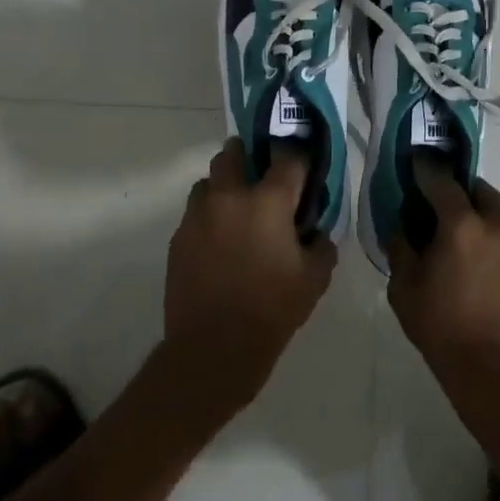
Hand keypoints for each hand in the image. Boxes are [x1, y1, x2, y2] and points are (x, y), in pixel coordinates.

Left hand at [163, 139, 337, 399]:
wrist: (214, 347)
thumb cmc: (272, 310)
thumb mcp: (314, 279)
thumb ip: (321, 246)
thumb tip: (316, 232)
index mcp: (268, 201)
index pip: (288, 157)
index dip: (298, 155)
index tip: (303, 162)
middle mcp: (229, 196)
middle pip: (233, 153)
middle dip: (247, 155)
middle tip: (260, 174)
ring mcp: (198, 215)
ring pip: (208, 181)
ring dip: (223, 186)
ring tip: (236, 210)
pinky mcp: (178, 237)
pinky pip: (195, 213)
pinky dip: (209, 216)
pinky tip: (219, 242)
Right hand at [387, 158, 499, 388]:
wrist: (499, 374)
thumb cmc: (443, 330)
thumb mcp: (404, 289)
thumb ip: (400, 248)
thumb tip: (402, 226)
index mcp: (461, 226)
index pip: (441, 181)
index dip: (426, 168)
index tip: (418, 161)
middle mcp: (499, 225)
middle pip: (480, 191)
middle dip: (462, 192)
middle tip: (447, 207)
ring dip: (488, 216)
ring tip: (475, 237)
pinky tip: (497, 264)